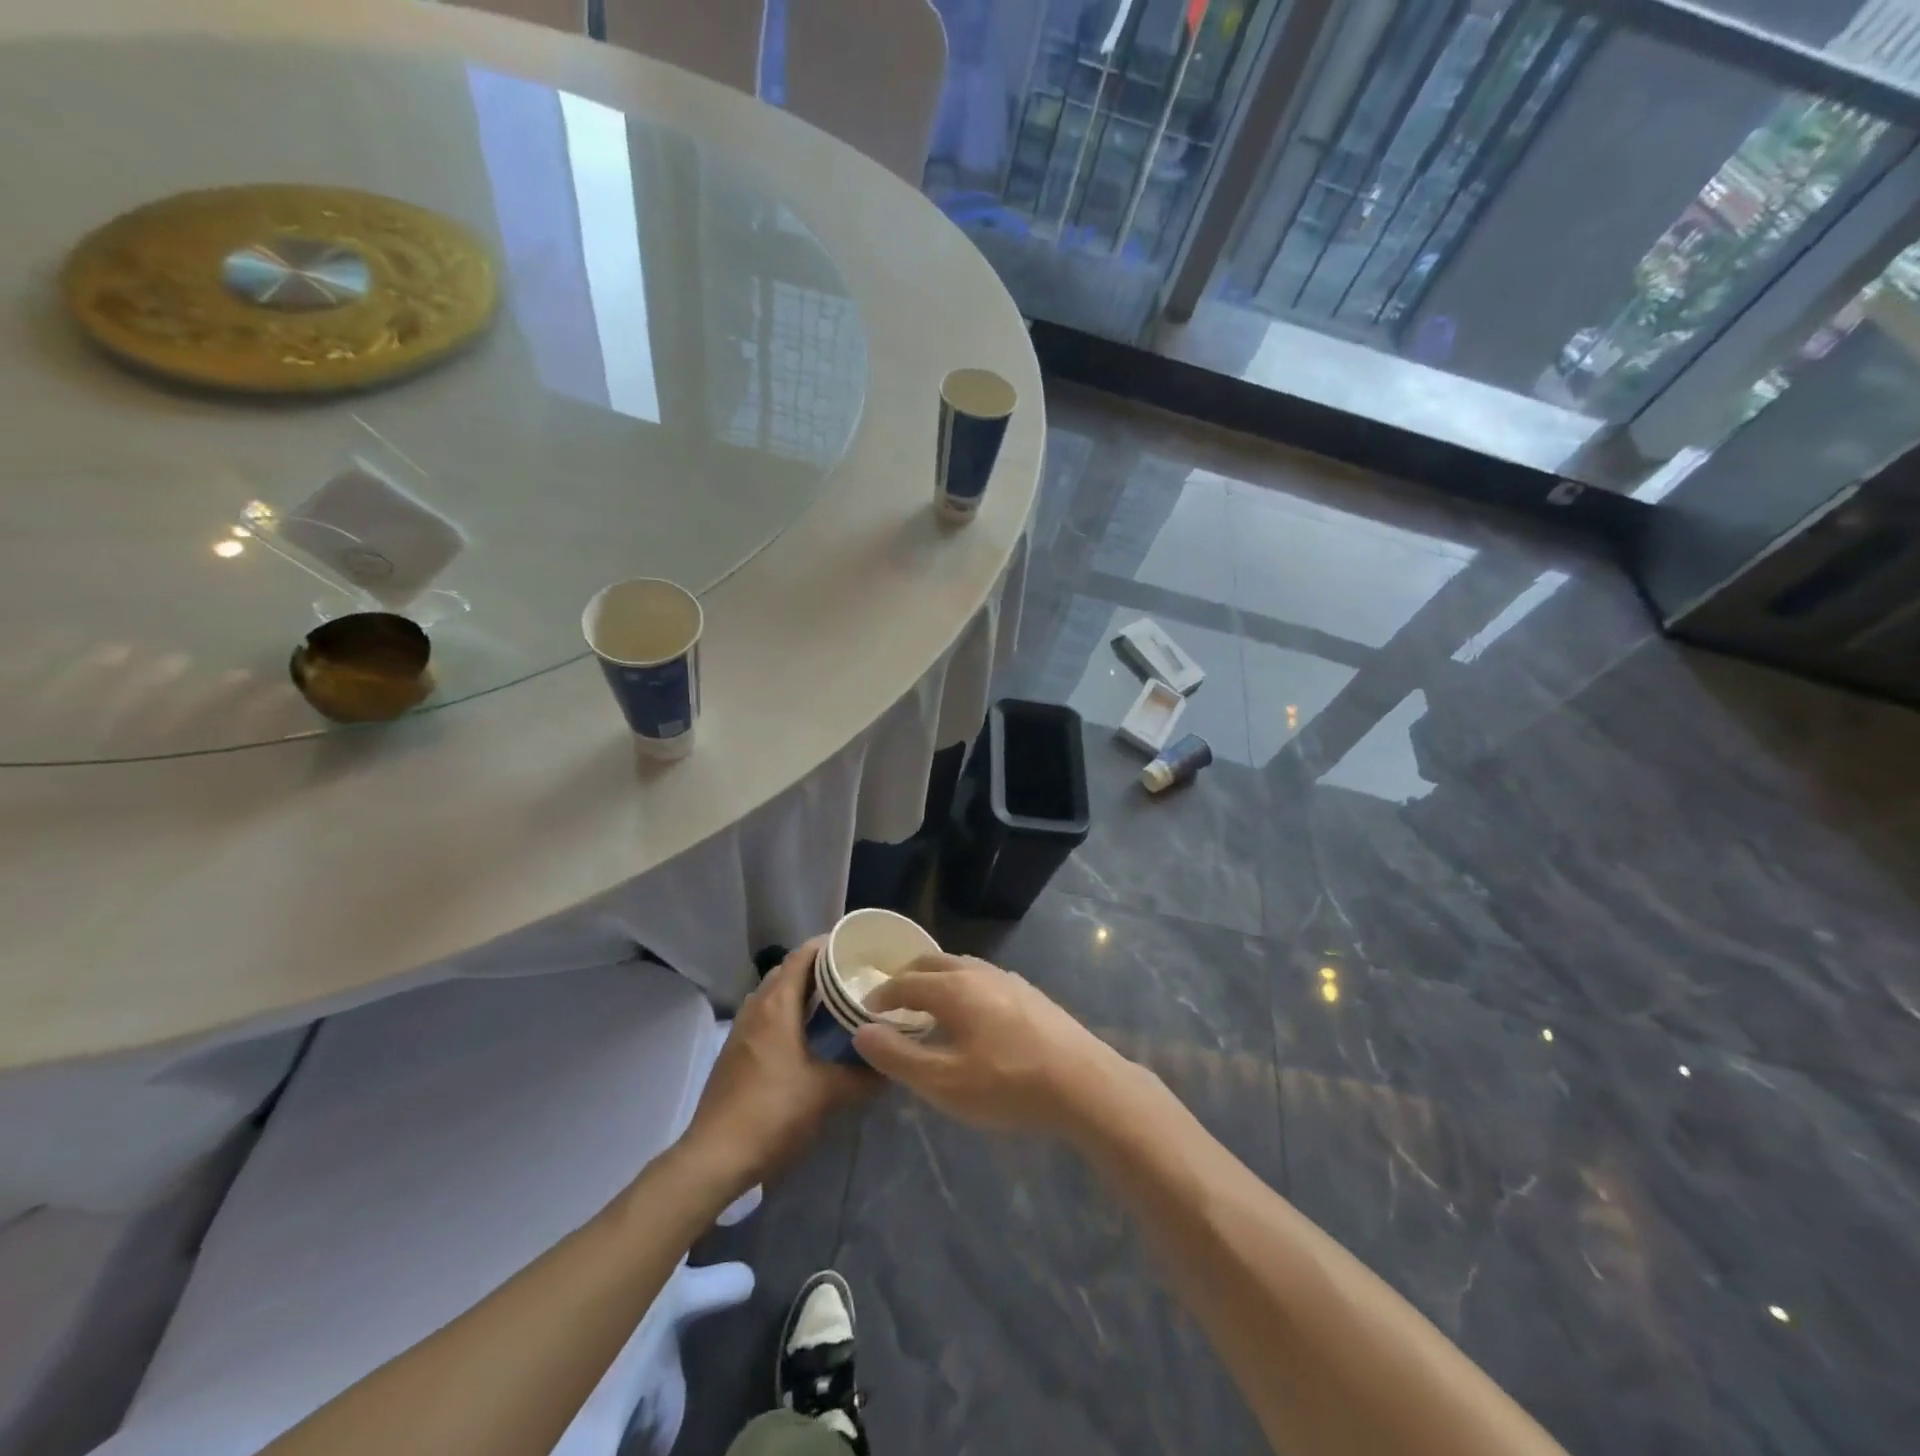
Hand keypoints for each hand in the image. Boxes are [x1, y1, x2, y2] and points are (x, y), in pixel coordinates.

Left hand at [680, 940, 872, 1194]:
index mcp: (777, 1006)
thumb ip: (863, 1076)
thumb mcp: (828, 1093)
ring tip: (832, 1003)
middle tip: (850, 976)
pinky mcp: (734, 1052)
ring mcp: (740, 1030)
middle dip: (817, 968)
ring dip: (799, 991)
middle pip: (787, 971)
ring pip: (773, 994)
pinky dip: (786, 1012)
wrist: (715, 1157)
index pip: (801, 956)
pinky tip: (806, 1036)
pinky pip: (764, 1015)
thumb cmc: (774, 1113)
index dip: (827, 945)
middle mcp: (756, 1008)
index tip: (856, 948)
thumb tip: (890, 1066)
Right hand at [853, 954, 1129, 1136]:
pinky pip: (983, 978)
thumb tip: (863, 1032)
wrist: (1084, 1084)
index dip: (881, 994)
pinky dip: (962, 987)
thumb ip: (898, 1057)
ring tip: (928, 1006)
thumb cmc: (1007, 1085)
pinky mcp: (1030, 994)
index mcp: (953, 987)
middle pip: (933, 963)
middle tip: (892, 1000)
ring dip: (937, 980)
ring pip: (961, 967)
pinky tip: (971, 1015)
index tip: (866, 1009)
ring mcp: (1008, 980)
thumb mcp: (944, 1082)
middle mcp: (979, 972)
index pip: (905, 981)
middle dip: (907, 977)